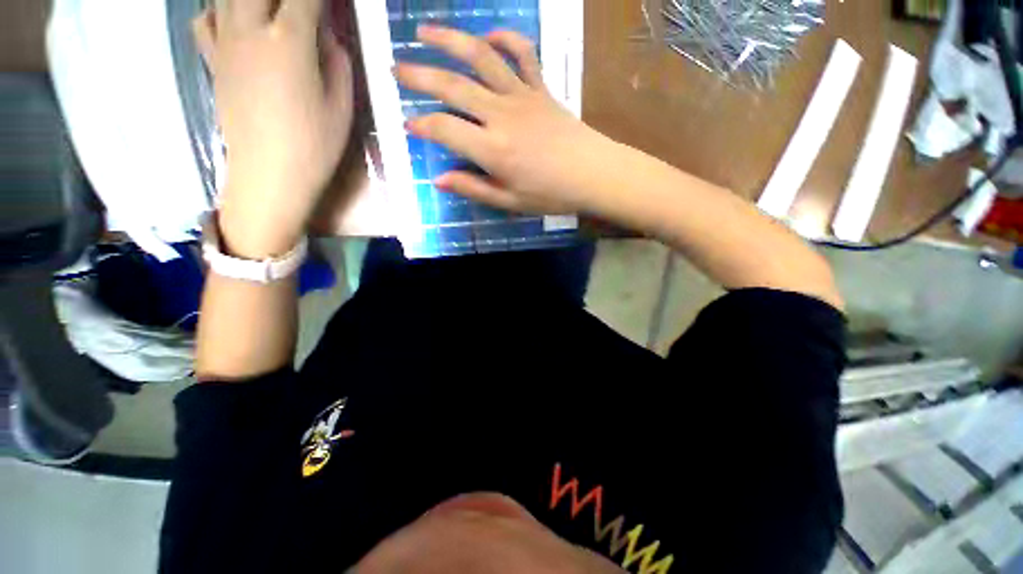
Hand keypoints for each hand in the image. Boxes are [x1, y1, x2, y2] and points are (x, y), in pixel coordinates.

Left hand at [193, 0, 352, 256]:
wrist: (269, 173)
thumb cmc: (314, 145)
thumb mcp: (341, 106)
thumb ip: (337, 61)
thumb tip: (327, 34)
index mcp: (290, 41)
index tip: (332, 3)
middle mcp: (250, 30)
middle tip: (300, 9)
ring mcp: (225, 44)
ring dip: (253, 0)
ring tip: (269, 13)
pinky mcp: (214, 62)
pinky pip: (205, 19)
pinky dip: (219, 10)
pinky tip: (236, 20)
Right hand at [396, 26, 609, 214]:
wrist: (593, 174)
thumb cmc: (552, 194)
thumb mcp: (510, 201)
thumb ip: (473, 188)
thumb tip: (440, 179)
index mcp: (492, 149)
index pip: (445, 128)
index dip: (422, 125)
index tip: (408, 124)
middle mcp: (501, 115)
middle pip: (453, 85)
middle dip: (419, 75)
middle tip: (396, 67)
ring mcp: (522, 96)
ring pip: (481, 58)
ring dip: (450, 40)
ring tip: (424, 31)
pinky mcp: (541, 89)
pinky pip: (523, 54)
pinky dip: (505, 39)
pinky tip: (489, 37)